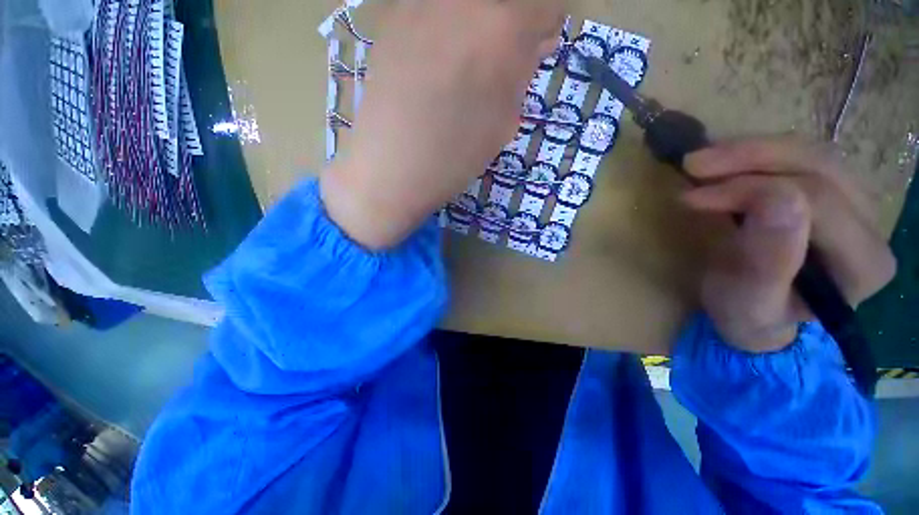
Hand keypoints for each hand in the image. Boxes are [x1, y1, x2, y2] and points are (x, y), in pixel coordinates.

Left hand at [321, 0, 565, 248]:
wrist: (391, 169)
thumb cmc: (453, 158)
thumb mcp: (502, 124)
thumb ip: (521, 76)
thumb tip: (533, 44)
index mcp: (501, 30)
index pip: (543, 6)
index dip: (543, 29)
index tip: (534, 52)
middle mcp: (462, 0)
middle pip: (502, 2)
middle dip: (510, 27)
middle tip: (500, 62)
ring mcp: (421, 4)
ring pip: (466, 7)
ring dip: (478, 28)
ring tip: (465, 68)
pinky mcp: (393, 17)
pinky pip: (435, 14)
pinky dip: (447, 31)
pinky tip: (436, 66)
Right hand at [683, 137, 895, 352]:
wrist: (756, 316)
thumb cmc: (747, 316)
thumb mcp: (747, 302)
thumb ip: (767, 262)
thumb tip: (776, 200)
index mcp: (863, 265)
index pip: (817, 202)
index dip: (752, 190)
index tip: (693, 196)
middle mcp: (873, 228)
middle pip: (820, 166)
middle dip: (751, 158)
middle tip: (693, 164)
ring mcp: (859, 204)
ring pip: (813, 153)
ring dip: (752, 150)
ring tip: (702, 160)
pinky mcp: (835, 192)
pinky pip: (802, 157)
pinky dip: (758, 153)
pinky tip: (725, 162)